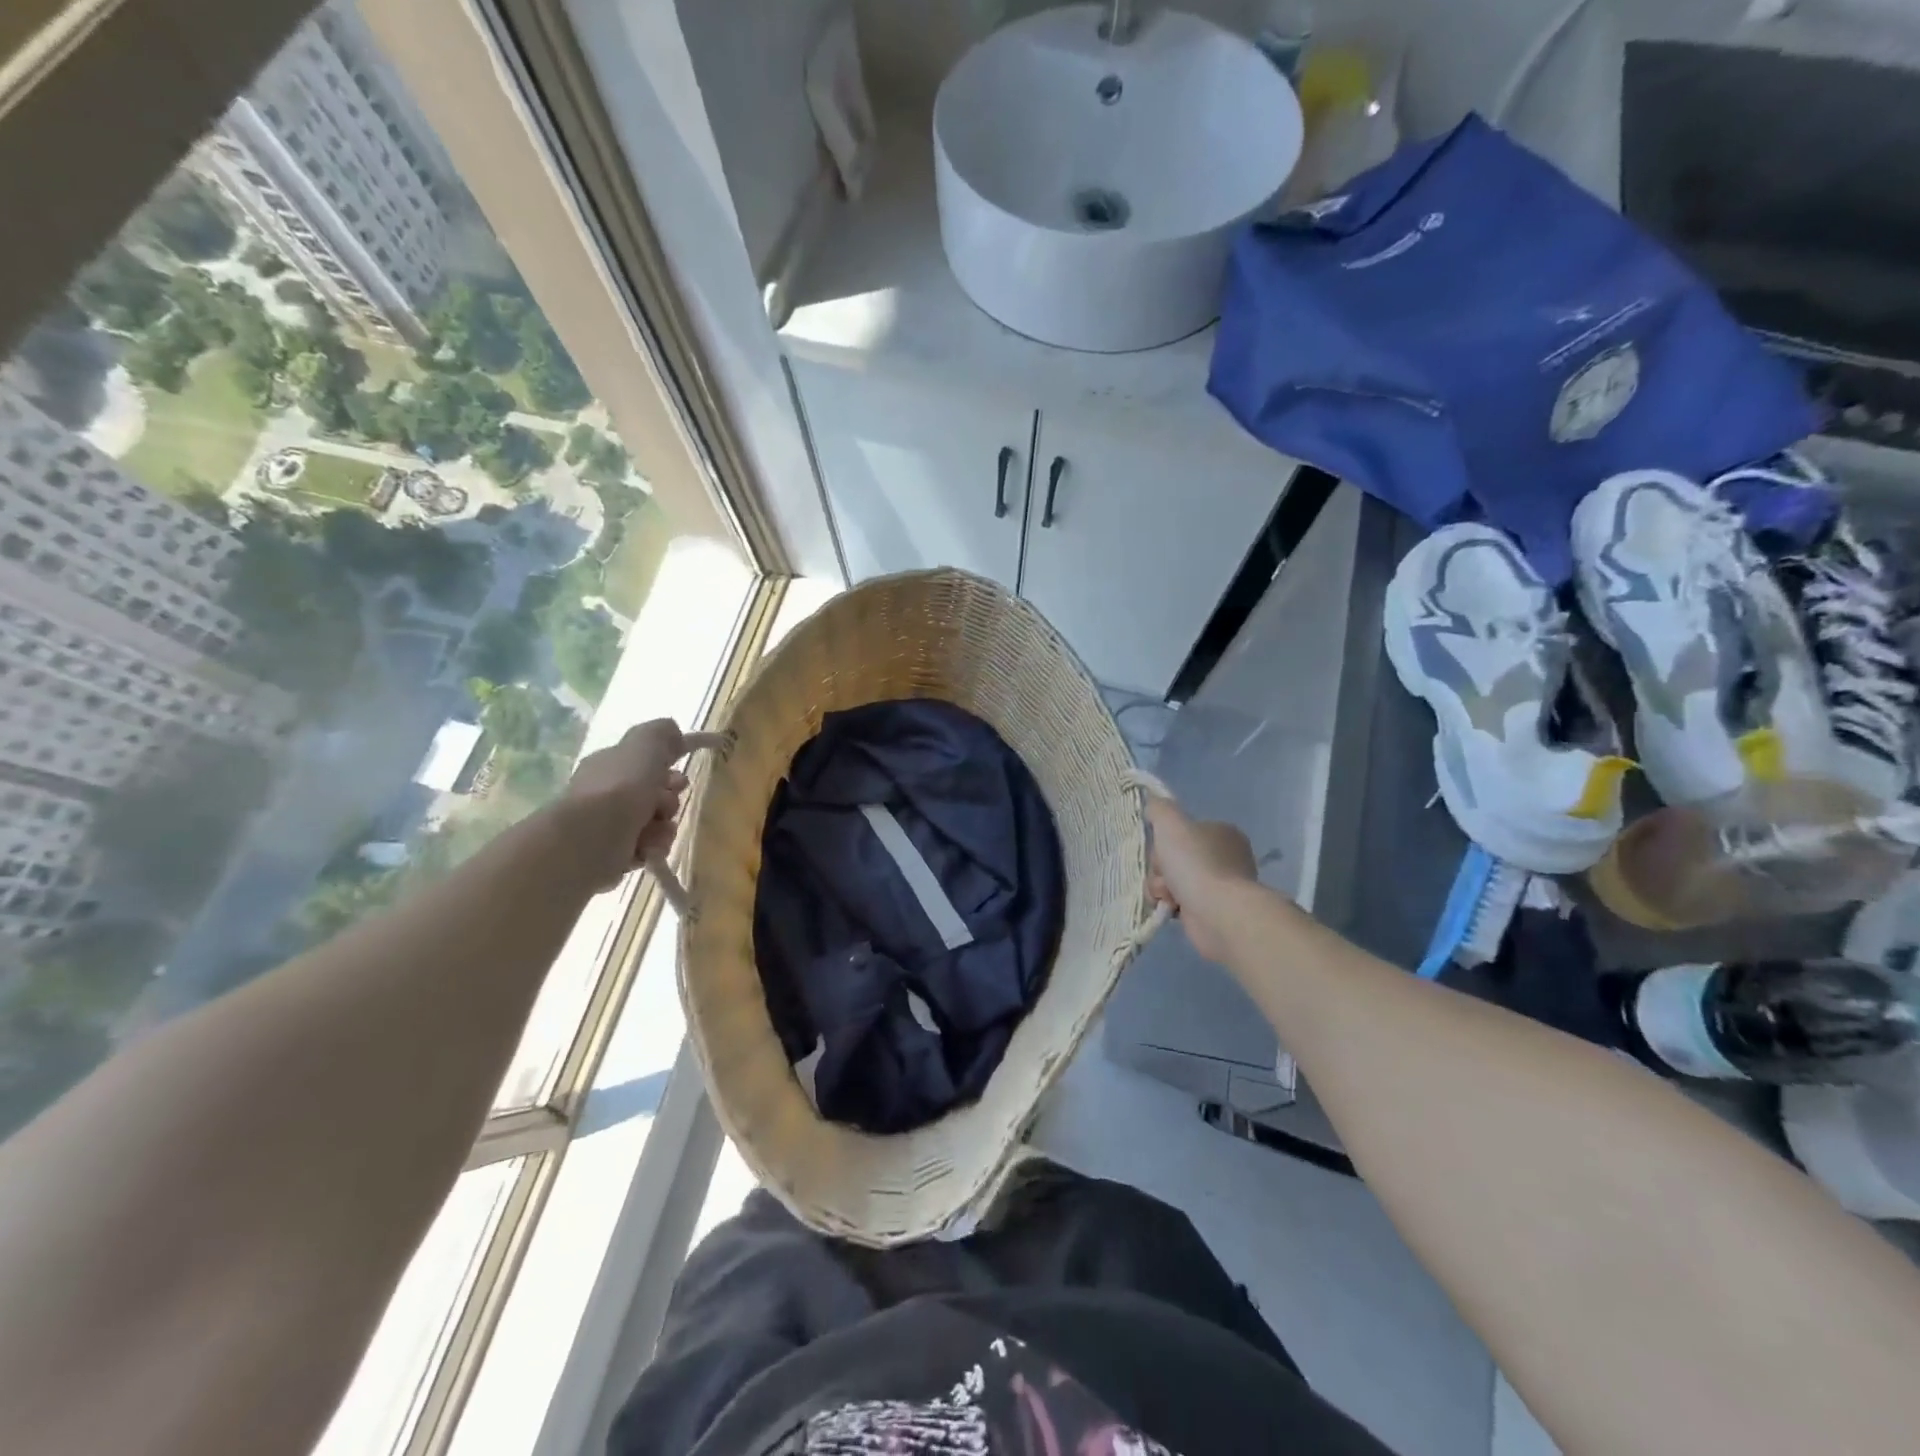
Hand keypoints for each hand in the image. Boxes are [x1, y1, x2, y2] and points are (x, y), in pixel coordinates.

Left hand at [560, 719, 688, 889]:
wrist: (591, 837)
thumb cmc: (621, 786)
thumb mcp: (644, 744)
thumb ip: (661, 732)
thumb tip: (673, 731)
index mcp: (613, 763)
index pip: (651, 754)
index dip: (678, 752)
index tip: (706, 755)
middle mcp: (609, 791)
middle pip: (658, 791)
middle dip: (671, 796)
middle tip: (669, 798)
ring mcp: (611, 824)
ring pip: (658, 821)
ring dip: (664, 825)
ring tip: (655, 829)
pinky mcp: (615, 854)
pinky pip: (650, 847)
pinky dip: (653, 846)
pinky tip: (648, 847)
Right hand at [1146, 795, 1257, 963]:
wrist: (1217, 912)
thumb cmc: (1195, 863)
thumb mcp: (1170, 823)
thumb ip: (1159, 808)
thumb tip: (1153, 803)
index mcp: (1222, 832)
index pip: (1181, 831)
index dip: (1164, 840)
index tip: (1161, 849)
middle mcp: (1226, 856)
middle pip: (1174, 856)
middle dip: (1161, 868)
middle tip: (1165, 875)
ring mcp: (1221, 885)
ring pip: (1173, 879)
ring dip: (1162, 887)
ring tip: (1168, 895)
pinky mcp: (1213, 910)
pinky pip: (1180, 902)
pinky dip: (1171, 904)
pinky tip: (1171, 908)